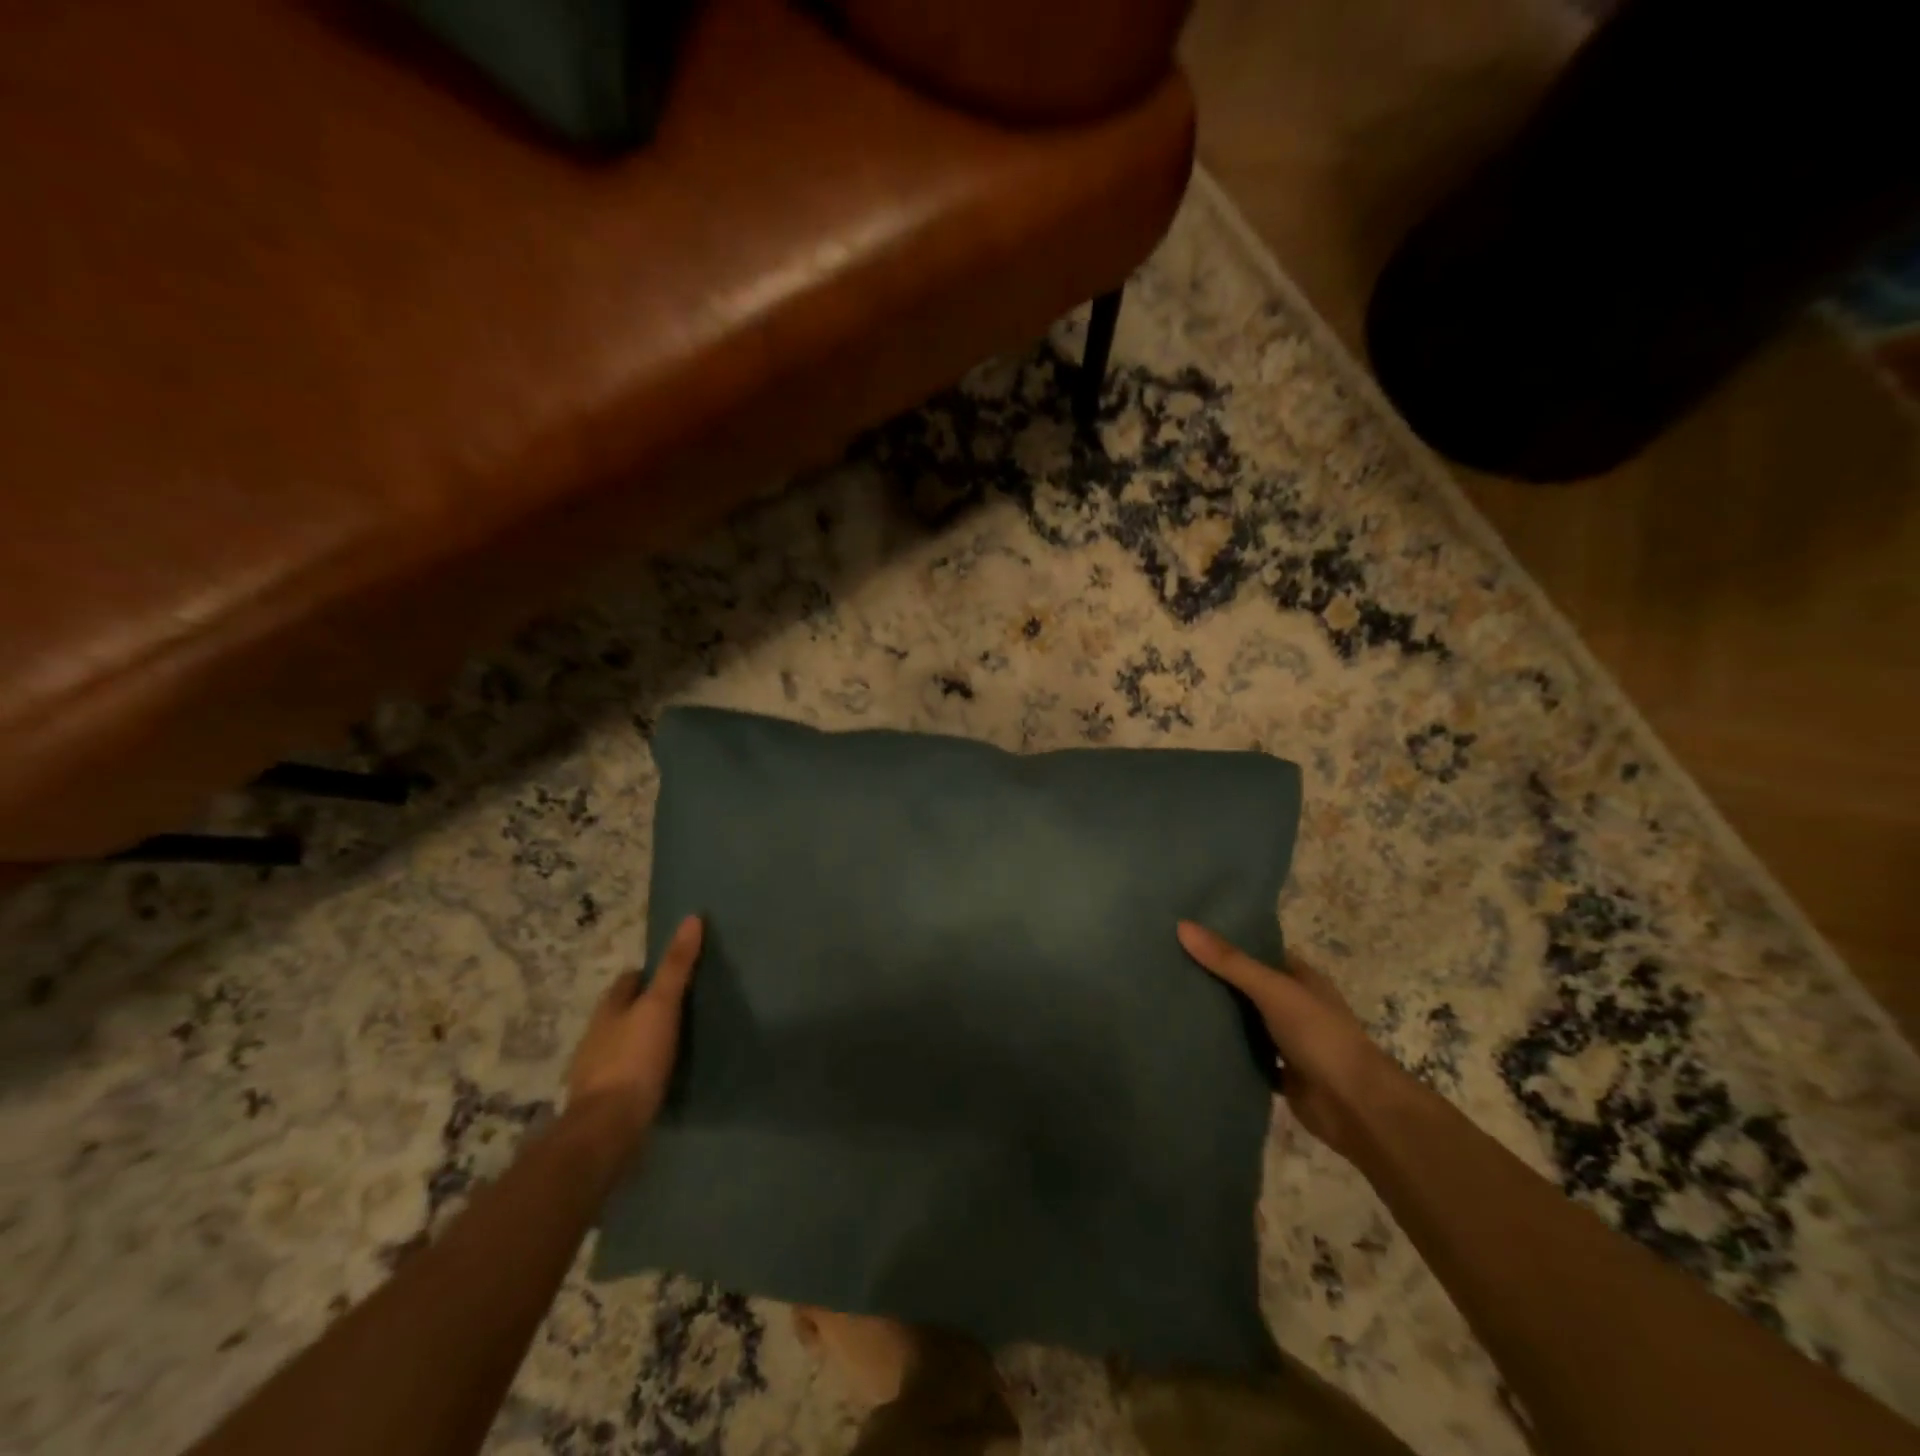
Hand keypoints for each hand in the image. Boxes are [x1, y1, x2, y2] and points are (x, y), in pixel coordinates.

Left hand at [566, 914, 702, 1142]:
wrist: (607, 1130)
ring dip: (642, 1041)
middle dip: (644, 1007)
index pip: (626, 981)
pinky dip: (642, 1071)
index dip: (647, 974)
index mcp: (608, 1011)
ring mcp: (597, 1072)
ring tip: (676, 1040)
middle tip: (680, 1005)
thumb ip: (676, 966)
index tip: (671, 972)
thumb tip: (692, 918)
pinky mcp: (605, 1103)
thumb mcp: (660, 1006)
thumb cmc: (634, 1059)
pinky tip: (661, 1076)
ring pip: (623, 1045)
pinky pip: (626, 1076)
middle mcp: (596, 1038)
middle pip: (622, 1013)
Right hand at [1177, 921, 1403, 1160]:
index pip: (1257, 950)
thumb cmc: (1320, 1036)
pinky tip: (1190, 1040)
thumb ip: (1230, 961)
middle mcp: (1294, 1004)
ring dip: (1217, 1014)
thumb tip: (1182, 926)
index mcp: (1300, 977)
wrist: (1356, 1108)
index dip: (1225, 940)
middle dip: (1213, 977)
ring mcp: (1287, 1039)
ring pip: (1244, 1020)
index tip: (1185, 932)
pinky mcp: (1278, 1072)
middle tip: (1167, 963)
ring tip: (1169, 997)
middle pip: (1246, 984)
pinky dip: (1224, 1049)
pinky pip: (1245, 1054)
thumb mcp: (1273, 990)